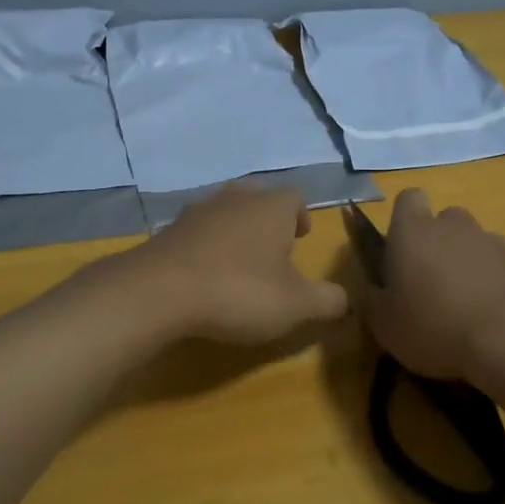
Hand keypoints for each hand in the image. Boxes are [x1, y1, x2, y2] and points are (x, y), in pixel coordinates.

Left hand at [133, 183, 348, 344]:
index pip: (295, 198)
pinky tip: (205, 275)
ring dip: (236, 233)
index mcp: (272, 207)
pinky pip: (198, 232)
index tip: (302, 238)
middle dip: (268, 222)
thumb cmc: (239, 290)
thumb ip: (328, 301)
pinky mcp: (169, 230)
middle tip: (273, 250)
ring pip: (227, 213)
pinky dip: (206, 247)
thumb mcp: (296, 305)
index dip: (301, 217)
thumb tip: (345, 300)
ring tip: (239, 264)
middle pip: (259, 200)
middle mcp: (237, 198)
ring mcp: (198, 210)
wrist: (159, 291)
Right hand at [360, 188, 504, 381]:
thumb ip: (375, 300)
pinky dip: (492, 284)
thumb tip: (374, 289)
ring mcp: (493, 244)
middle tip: (429, 281)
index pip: (408, 198)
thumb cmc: (433, 327)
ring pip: (474, 243)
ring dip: (466, 263)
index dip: (403, 218)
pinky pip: (499, 268)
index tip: (399, 248)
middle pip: (444, 219)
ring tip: (462, 305)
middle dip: (437, 242)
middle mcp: (454, 227)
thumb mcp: (385, 325)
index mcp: (414, 231)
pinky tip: (488, 319)